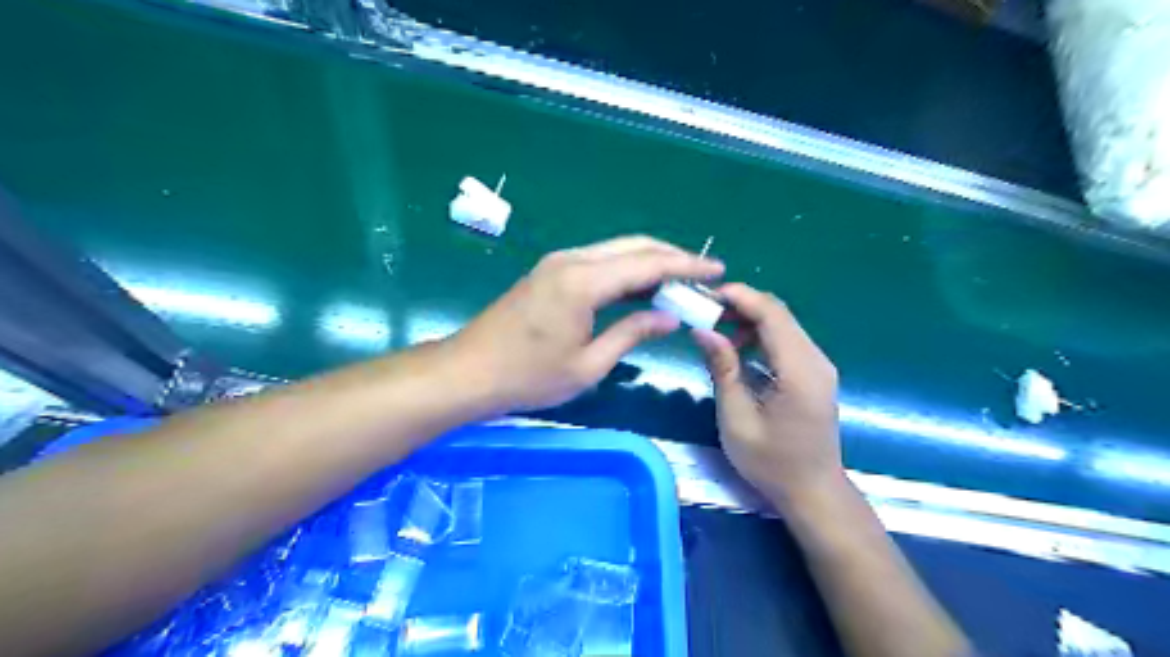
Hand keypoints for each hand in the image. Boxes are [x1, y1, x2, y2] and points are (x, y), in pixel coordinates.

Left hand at [450, 237, 718, 409]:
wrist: (468, 372)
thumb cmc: (528, 377)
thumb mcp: (588, 364)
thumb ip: (632, 333)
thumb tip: (670, 317)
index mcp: (584, 281)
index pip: (648, 263)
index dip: (686, 266)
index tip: (717, 270)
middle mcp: (572, 260)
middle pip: (634, 246)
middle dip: (672, 257)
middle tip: (702, 275)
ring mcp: (558, 263)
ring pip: (616, 251)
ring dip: (649, 262)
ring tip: (679, 282)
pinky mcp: (550, 272)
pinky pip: (598, 262)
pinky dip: (625, 271)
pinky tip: (641, 288)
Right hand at [687, 285, 846, 508]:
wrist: (812, 491)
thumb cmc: (771, 462)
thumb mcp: (736, 418)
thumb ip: (722, 369)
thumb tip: (702, 330)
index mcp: (799, 370)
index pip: (772, 314)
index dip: (740, 297)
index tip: (706, 295)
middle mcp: (816, 360)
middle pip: (779, 314)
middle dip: (741, 305)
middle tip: (704, 312)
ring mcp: (819, 366)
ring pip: (783, 325)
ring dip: (749, 321)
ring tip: (715, 332)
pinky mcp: (814, 373)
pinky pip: (786, 341)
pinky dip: (760, 336)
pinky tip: (737, 351)